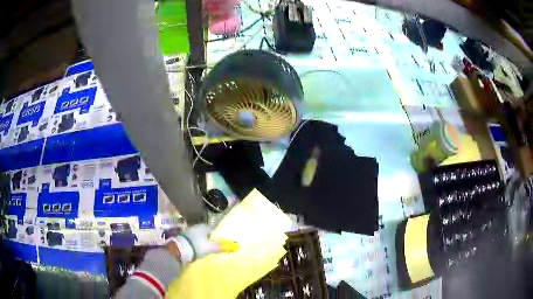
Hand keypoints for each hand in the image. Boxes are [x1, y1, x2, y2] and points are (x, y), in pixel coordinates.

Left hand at [169, 224, 220, 265]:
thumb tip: (230, 245)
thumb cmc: (198, 246)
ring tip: (205, 246)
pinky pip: (193, 238)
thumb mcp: (210, 247)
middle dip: (209, 236)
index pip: (213, 228)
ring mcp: (189, 231)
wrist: (180, 249)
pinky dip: (196, 242)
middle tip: (213, 242)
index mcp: (204, 227)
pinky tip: (197, 247)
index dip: (217, 233)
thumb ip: (219, 246)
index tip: (220, 238)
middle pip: (205, 231)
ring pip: (198, 234)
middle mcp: (196, 226)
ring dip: (201, 239)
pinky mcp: (183, 236)